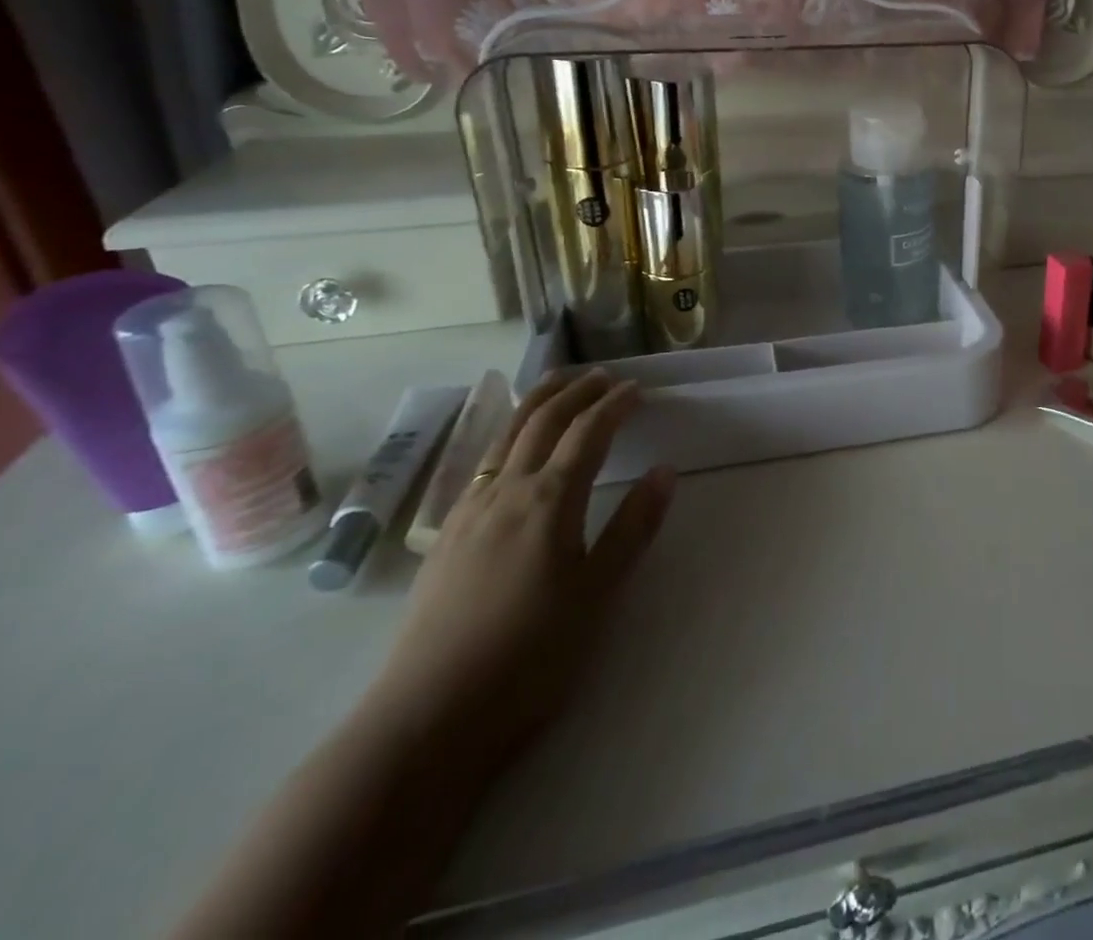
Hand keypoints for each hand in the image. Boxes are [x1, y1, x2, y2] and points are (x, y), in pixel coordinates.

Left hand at [370, 369, 674, 754]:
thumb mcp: (597, 594)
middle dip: (575, 391)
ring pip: (505, 436)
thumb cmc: (529, 656)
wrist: (427, 717)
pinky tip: (512, 451)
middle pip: (542, 421)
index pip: (588, 433)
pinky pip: (482, 463)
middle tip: (602, 376)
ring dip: (536, 403)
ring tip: (558, 386)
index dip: (614, 405)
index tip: (637, 389)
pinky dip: (508, 436)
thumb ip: (632, 528)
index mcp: (548, 500)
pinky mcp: (445, 536)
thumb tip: (664, 472)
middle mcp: (505, 491)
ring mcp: (468, 511)